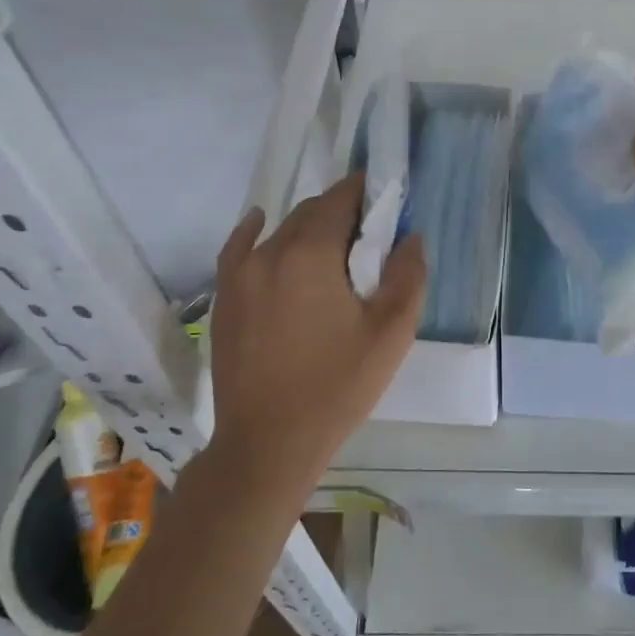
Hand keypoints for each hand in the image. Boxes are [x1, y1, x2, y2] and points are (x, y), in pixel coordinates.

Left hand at [204, 175, 424, 490]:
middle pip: (310, 212)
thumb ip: (407, 276)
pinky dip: (255, 232)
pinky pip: (239, 249)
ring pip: (279, 231)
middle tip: (369, 235)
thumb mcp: (391, 333)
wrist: (268, 443)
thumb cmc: (337, 386)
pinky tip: (261, 224)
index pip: (340, 200)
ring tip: (332, 248)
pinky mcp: (224, 299)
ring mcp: (239, 275)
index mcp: (311, 254)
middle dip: (341, 212)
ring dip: (308, 228)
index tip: (385, 197)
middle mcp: (269, 252)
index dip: (365, 192)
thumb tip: (410, 237)